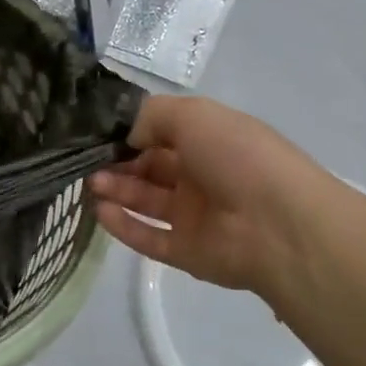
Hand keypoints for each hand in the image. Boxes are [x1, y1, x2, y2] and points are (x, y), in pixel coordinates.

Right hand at [89, 96, 329, 295]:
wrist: (279, 225)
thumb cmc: (238, 157)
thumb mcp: (193, 114)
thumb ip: (151, 116)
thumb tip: (126, 136)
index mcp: (209, 141)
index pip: (161, 134)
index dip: (130, 132)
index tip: (97, 132)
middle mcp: (201, 176)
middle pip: (149, 167)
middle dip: (117, 162)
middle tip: (86, 161)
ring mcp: (194, 216)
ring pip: (146, 201)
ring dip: (116, 190)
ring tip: (91, 184)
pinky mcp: (186, 251)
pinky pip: (148, 237)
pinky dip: (123, 225)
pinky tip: (100, 211)